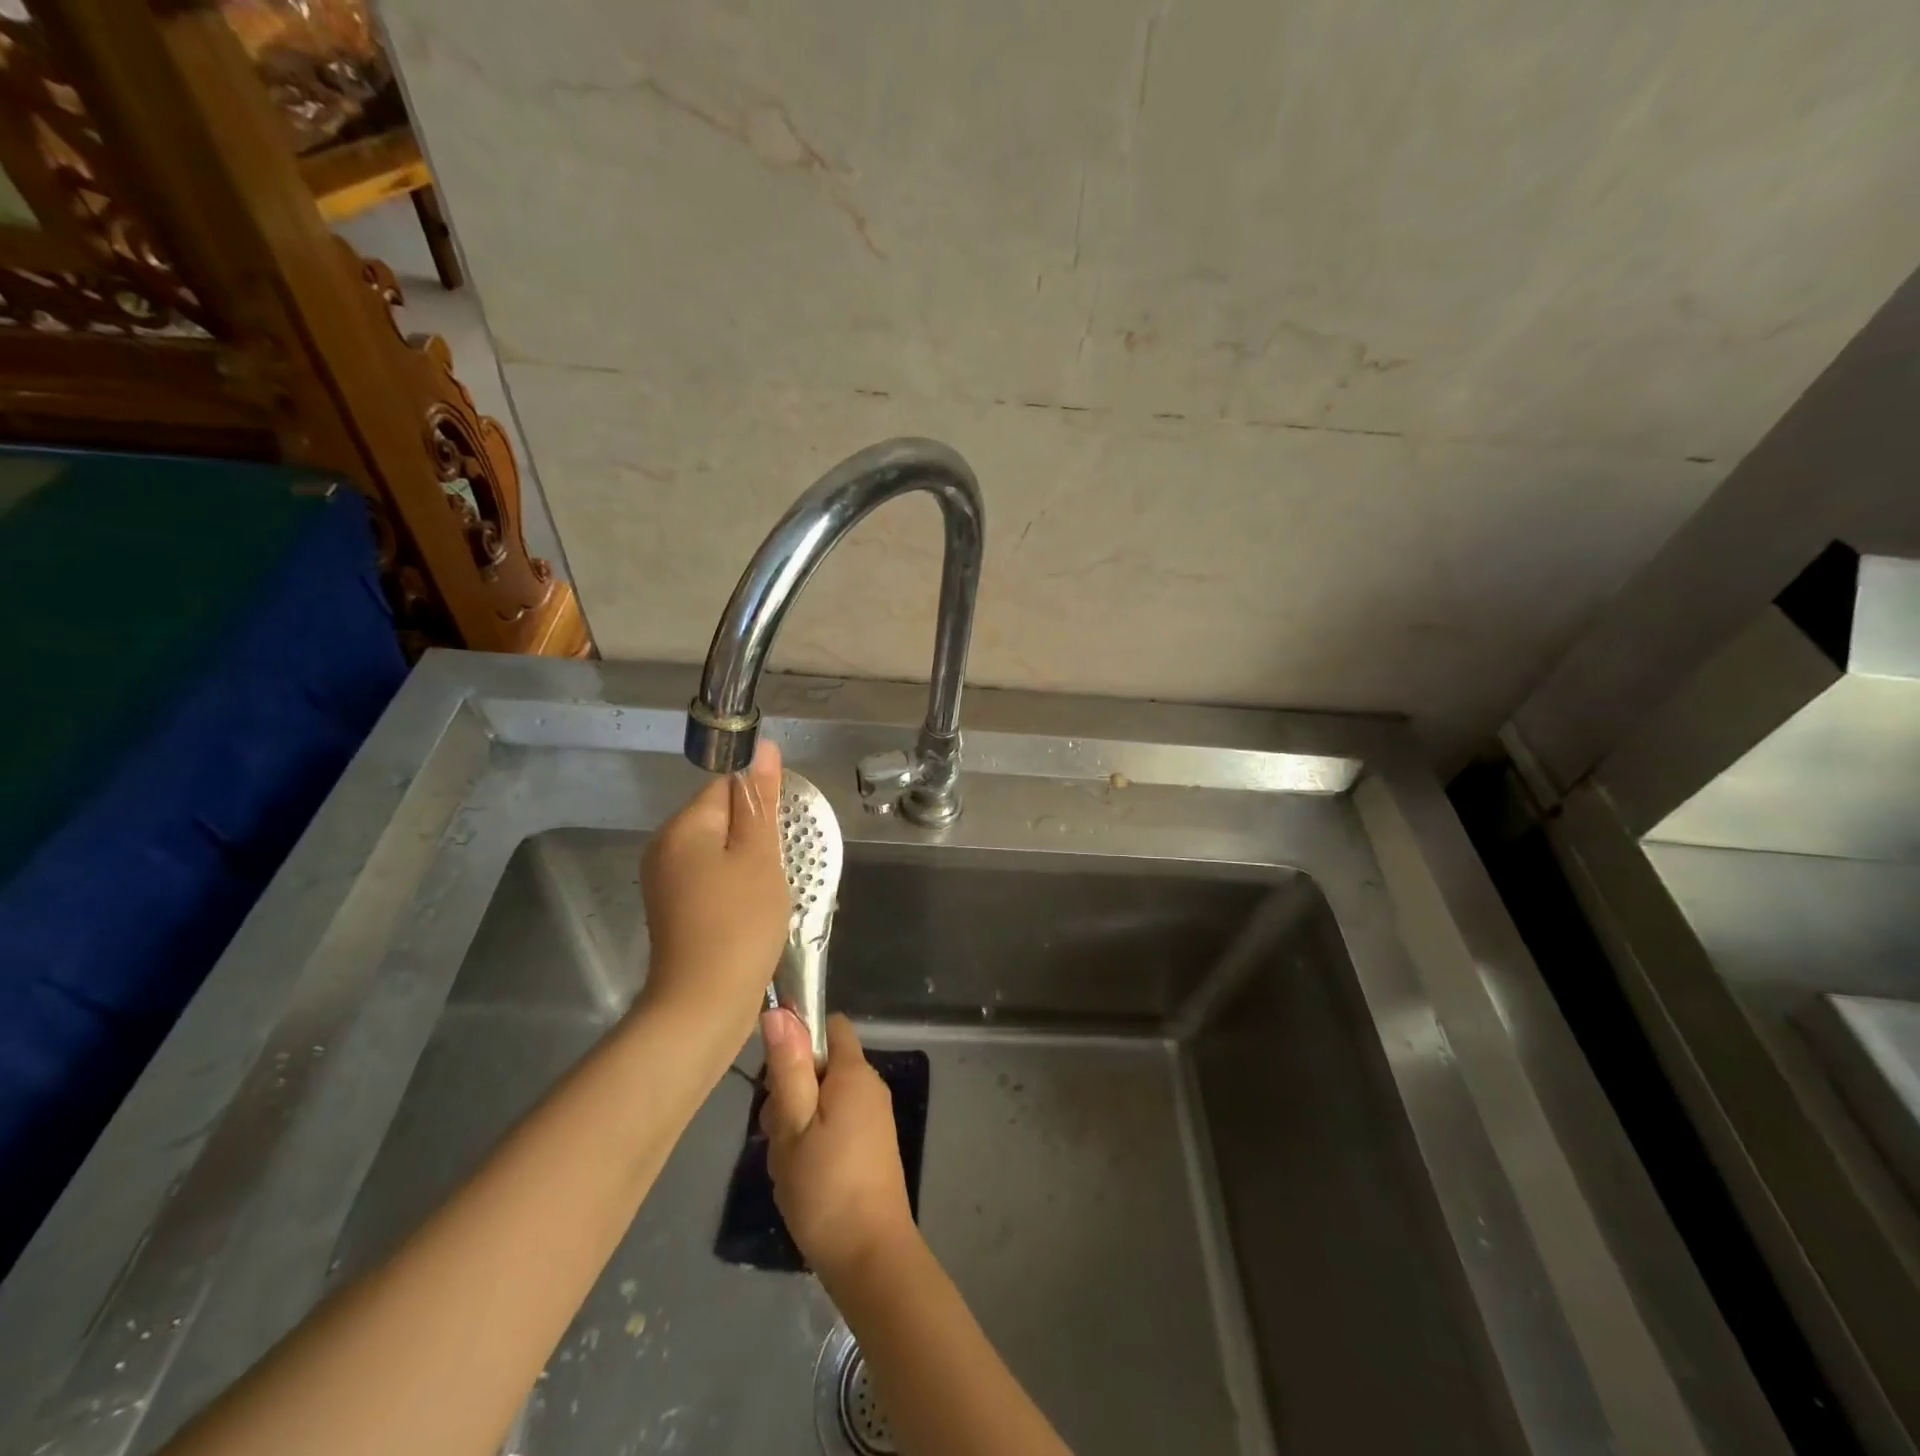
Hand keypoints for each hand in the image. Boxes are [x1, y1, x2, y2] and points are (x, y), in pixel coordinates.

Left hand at [638, 739, 787, 1046]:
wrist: (703, 1005)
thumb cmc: (739, 923)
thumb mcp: (760, 856)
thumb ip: (761, 800)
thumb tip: (763, 747)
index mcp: (683, 826)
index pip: (726, 786)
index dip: (760, 804)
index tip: (782, 834)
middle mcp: (665, 847)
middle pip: (721, 818)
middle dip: (756, 835)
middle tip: (779, 868)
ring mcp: (666, 880)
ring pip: (719, 850)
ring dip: (749, 863)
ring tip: (769, 892)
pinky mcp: (674, 909)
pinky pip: (711, 878)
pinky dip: (735, 886)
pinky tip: (752, 910)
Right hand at [760, 1012, 916, 1283]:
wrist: (870, 1258)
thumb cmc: (826, 1188)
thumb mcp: (794, 1125)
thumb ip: (787, 1067)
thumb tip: (779, 1011)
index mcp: (854, 1073)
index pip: (828, 1026)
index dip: (797, 1037)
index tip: (773, 1073)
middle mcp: (869, 1086)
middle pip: (820, 1064)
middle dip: (789, 1089)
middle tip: (774, 1131)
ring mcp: (872, 1117)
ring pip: (822, 1098)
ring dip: (796, 1121)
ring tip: (785, 1161)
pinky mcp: (870, 1146)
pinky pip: (833, 1123)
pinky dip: (811, 1140)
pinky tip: (798, 1175)